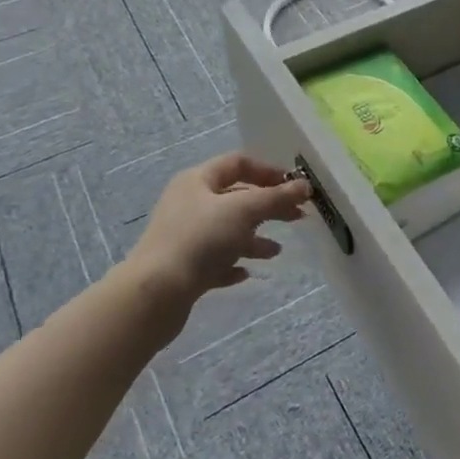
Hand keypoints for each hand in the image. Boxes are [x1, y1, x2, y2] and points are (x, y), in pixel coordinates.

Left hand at [127, 153, 310, 309]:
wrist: (154, 295)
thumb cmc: (200, 240)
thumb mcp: (243, 211)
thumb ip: (276, 197)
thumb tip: (304, 185)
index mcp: (198, 180)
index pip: (238, 163)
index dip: (268, 171)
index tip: (293, 186)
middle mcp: (189, 203)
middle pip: (236, 197)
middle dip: (268, 206)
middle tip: (298, 217)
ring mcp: (184, 237)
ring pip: (227, 231)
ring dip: (254, 238)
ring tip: (276, 251)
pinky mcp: (183, 268)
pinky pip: (215, 260)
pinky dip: (233, 263)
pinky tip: (246, 273)